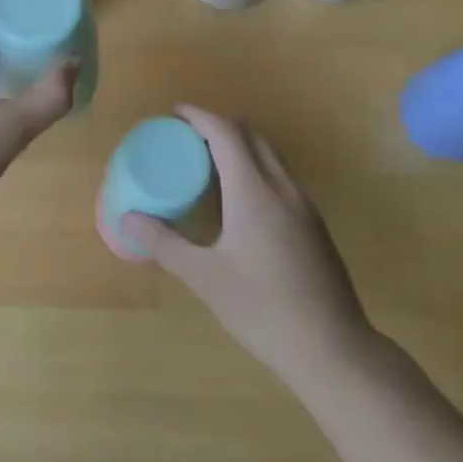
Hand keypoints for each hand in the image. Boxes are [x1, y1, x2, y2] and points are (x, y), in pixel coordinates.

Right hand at [121, 106, 371, 385]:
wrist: (333, 348)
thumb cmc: (263, 310)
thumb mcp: (205, 278)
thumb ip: (165, 244)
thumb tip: (129, 219)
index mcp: (254, 191)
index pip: (226, 133)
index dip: (199, 116)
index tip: (174, 113)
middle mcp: (282, 187)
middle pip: (251, 134)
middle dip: (218, 125)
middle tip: (187, 138)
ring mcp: (303, 204)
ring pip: (269, 154)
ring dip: (239, 145)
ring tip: (208, 164)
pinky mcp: (313, 223)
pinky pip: (280, 176)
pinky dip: (255, 167)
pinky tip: (238, 201)